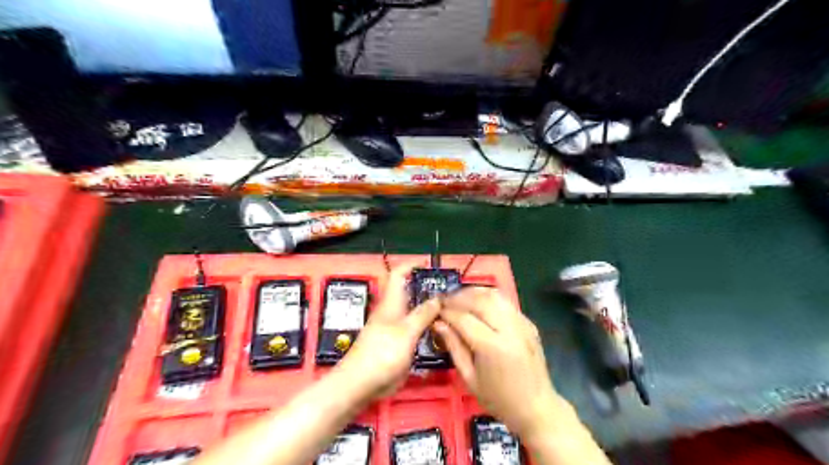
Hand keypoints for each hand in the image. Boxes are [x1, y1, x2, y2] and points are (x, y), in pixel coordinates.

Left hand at [334, 263, 443, 400]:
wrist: (360, 384)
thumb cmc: (382, 354)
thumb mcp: (406, 332)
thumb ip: (423, 314)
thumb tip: (438, 297)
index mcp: (391, 302)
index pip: (398, 274)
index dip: (411, 264)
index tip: (429, 262)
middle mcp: (392, 311)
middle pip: (409, 293)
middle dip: (428, 288)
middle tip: (451, 291)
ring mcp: (393, 329)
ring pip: (414, 312)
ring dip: (430, 309)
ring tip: (451, 310)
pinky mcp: (396, 344)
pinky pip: (414, 329)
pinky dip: (427, 326)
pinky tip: (441, 332)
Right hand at [434, 287, 563, 441]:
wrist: (536, 407)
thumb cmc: (498, 399)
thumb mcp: (469, 378)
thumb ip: (454, 347)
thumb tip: (438, 323)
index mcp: (492, 347)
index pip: (464, 318)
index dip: (446, 311)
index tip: (434, 309)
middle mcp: (509, 329)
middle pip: (480, 300)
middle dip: (458, 297)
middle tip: (444, 301)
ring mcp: (522, 324)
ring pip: (495, 295)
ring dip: (474, 292)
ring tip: (459, 298)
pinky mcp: (528, 323)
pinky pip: (506, 302)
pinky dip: (489, 297)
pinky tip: (478, 303)